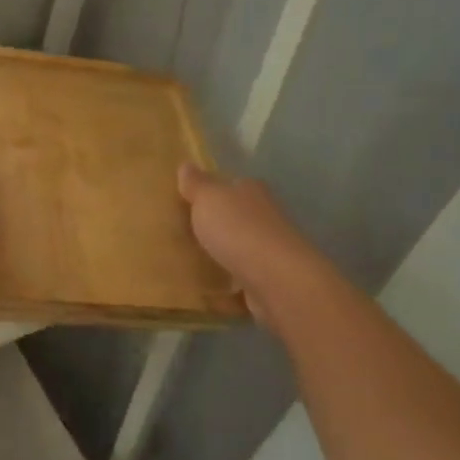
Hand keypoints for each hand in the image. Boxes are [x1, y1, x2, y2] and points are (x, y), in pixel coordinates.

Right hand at [177, 163, 320, 325]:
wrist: (277, 280)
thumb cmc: (239, 229)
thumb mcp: (208, 198)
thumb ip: (196, 184)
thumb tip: (186, 165)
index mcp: (252, 192)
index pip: (233, 185)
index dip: (213, 191)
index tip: (189, 201)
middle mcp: (265, 219)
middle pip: (237, 218)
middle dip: (215, 225)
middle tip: (182, 232)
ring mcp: (270, 253)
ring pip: (240, 250)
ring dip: (222, 256)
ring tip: (189, 263)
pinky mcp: (269, 283)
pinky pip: (241, 285)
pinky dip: (227, 290)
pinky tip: (206, 295)